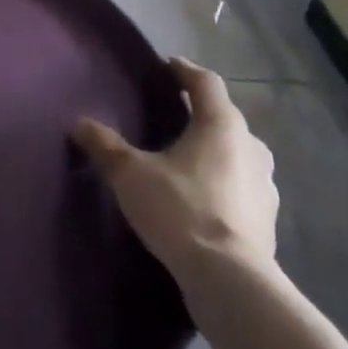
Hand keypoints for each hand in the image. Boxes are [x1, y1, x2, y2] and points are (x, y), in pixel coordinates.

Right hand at [73, 57, 277, 279]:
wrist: (230, 282)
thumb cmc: (180, 210)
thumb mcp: (130, 174)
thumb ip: (105, 145)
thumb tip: (79, 123)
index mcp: (221, 125)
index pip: (206, 82)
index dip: (185, 71)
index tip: (167, 66)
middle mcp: (251, 146)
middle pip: (226, 116)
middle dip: (201, 111)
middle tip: (174, 113)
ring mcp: (266, 186)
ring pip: (239, 152)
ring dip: (217, 148)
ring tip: (189, 157)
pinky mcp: (269, 221)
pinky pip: (244, 187)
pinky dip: (226, 183)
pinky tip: (206, 198)